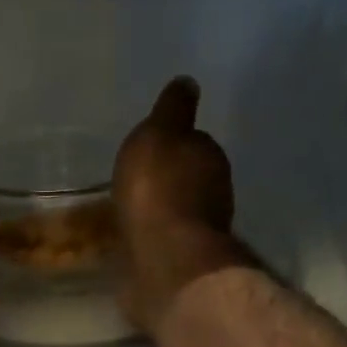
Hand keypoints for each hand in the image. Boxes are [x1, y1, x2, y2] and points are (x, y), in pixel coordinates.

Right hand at [112, 77, 249, 330]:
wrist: (165, 261)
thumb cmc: (158, 191)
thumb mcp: (159, 134)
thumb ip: (172, 110)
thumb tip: (188, 83)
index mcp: (209, 157)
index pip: (195, 142)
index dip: (175, 143)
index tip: (155, 148)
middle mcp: (213, 193)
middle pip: (189, 179)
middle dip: (169, 179)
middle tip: (141, 180)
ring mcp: (198, 232)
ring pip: (177, 213)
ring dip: (161, 211)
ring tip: (133, 212)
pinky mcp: (181, 264)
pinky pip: (163, 243)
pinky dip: (153, 239)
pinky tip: (134, 240)